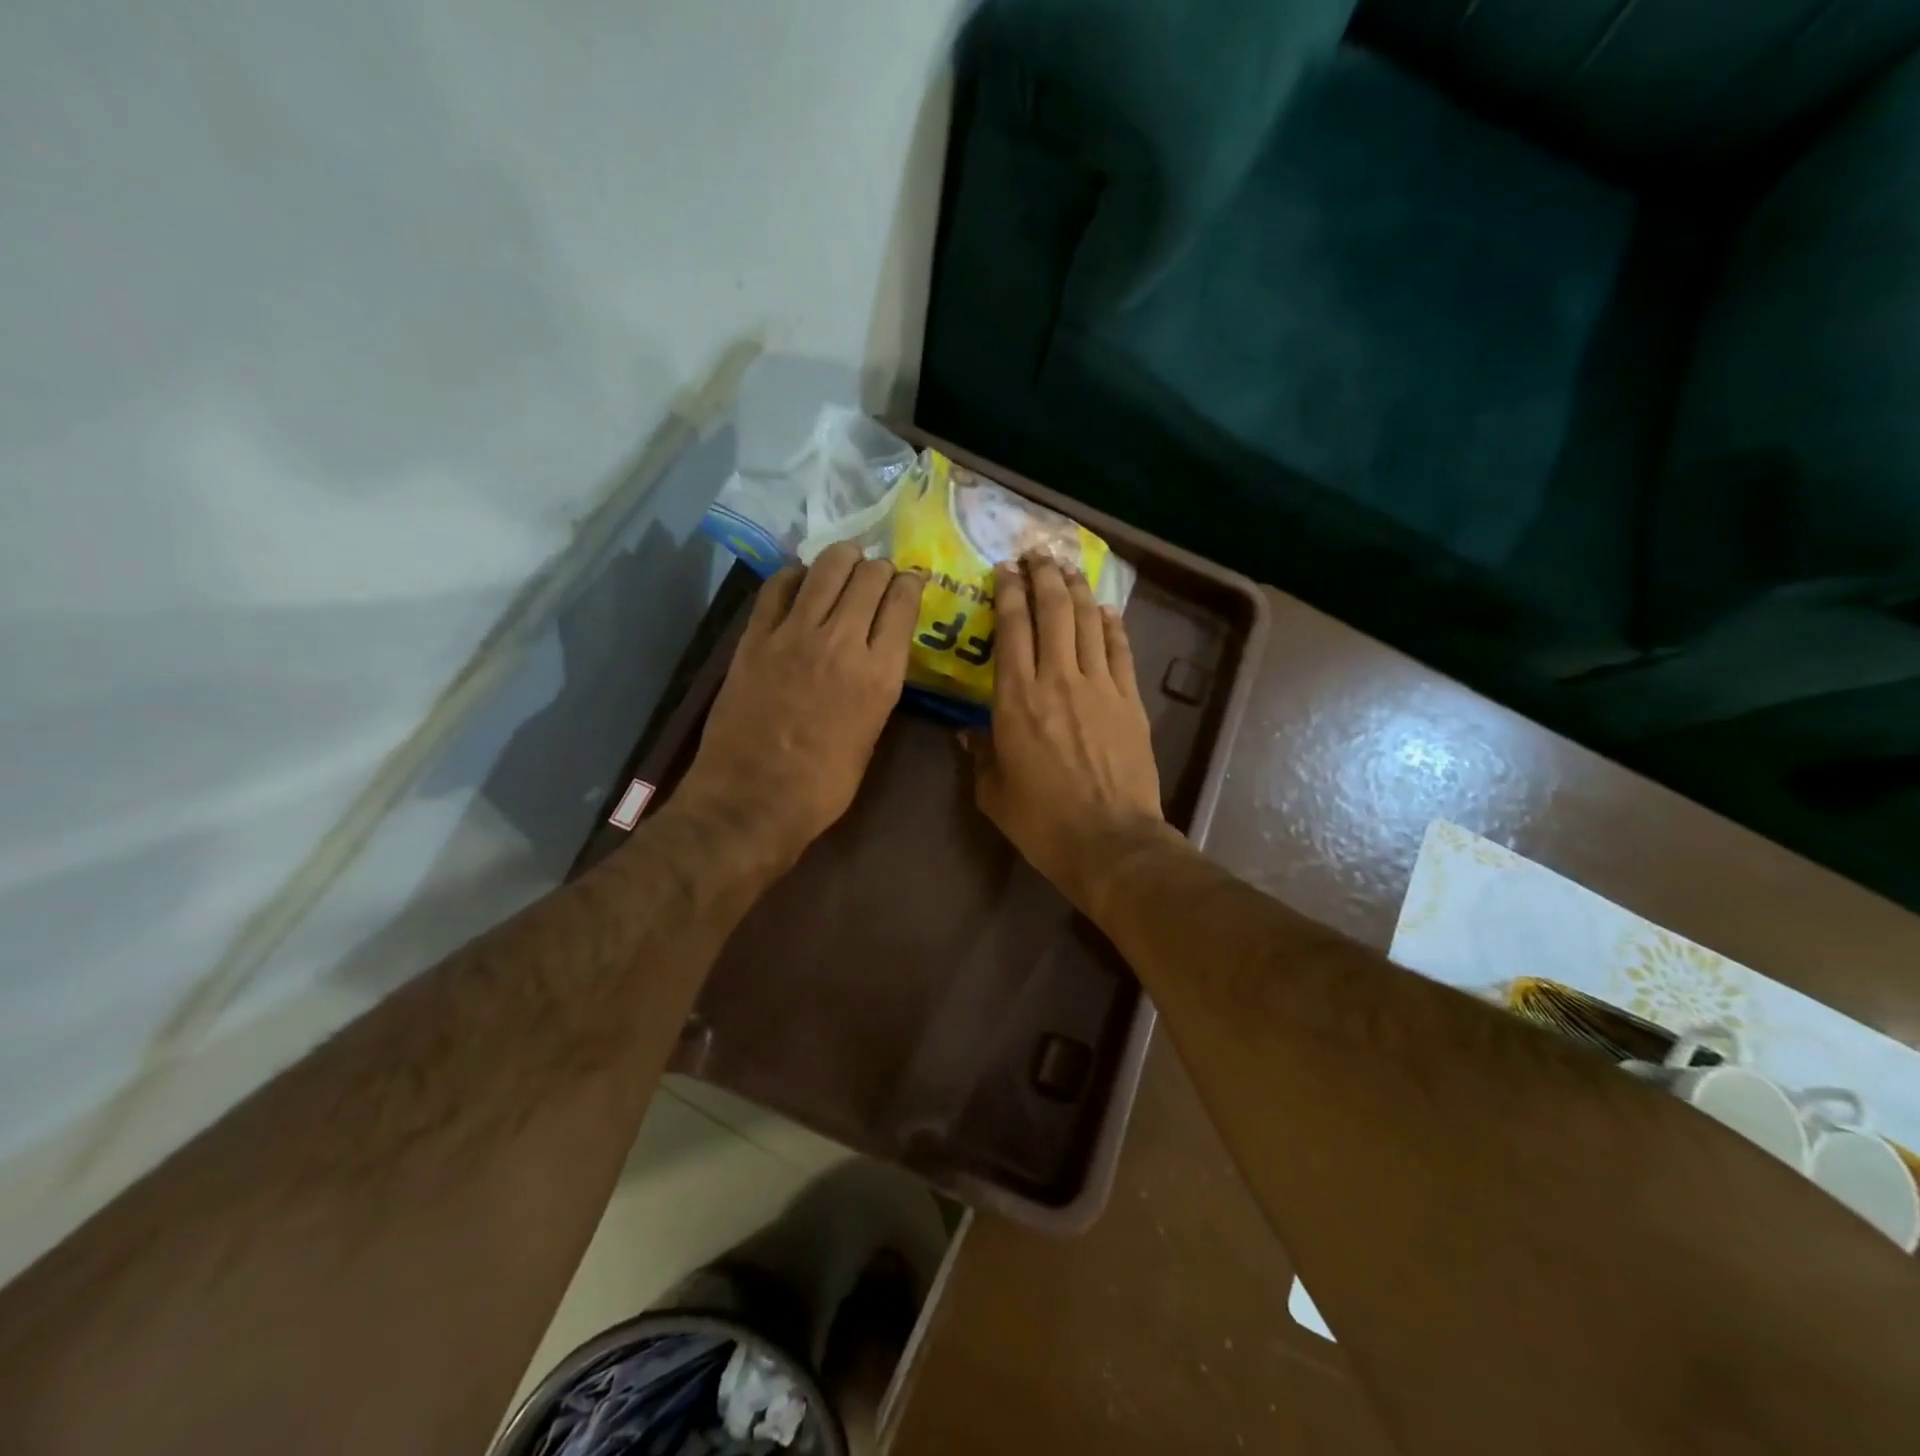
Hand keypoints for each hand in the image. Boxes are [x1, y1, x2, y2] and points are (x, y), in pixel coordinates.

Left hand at [676, 542, 925, 868]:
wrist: (752, 801)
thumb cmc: (823, 786)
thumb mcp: (871, 735)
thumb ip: (878, 686)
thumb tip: (876, 655)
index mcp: (880, 674)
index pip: (903, 602)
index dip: (911, 584)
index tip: (910, 582)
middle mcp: (842, 642)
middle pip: (869, 576)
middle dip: (880, 568)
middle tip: (878, 575)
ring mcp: (793, 634)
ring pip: (826, 568)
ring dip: (843, 558)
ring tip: (846, 561)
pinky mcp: (755, 637)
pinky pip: (778, 586)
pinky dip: (796, 575)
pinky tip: (802, 582)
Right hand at [967, 556, 1172, 911]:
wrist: (1110, 840)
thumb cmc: (1042, 821)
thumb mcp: (994, 792)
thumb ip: (979, 755)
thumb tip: (966, 733)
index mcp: (1016, 698)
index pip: (1011, 628)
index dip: (1007, 592)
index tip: (1004, 570)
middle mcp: (1057, 678)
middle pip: (1052, 611)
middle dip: (1042, 576)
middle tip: (1036, 555)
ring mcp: (1099, 686)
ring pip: (1087, 621)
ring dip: (1076, 590)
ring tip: (1067, 568)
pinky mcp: (1130, 700)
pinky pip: (1119, 650)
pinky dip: (1111, 625)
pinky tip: (1105, 610)